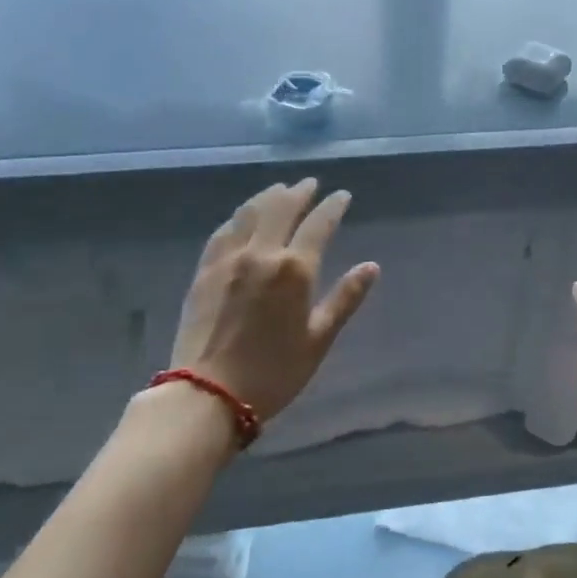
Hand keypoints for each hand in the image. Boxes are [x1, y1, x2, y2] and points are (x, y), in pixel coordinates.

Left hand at [166, 179, 378, 426]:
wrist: (208, 394)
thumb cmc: (273, 372)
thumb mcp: (319, 339)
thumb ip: (345, 298)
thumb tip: (371, 266)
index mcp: (295, 269)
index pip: (319, 224)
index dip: (333, 206)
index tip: (342, 196)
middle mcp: (262, 253)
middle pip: (281, 208)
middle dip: (299, 192)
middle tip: (310, 183)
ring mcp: (229, 259)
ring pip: (250, 213)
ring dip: (268, 197)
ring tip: (279, 190)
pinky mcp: (205, 270)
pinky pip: (223, 232)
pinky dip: (238, 217)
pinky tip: (242, 217)